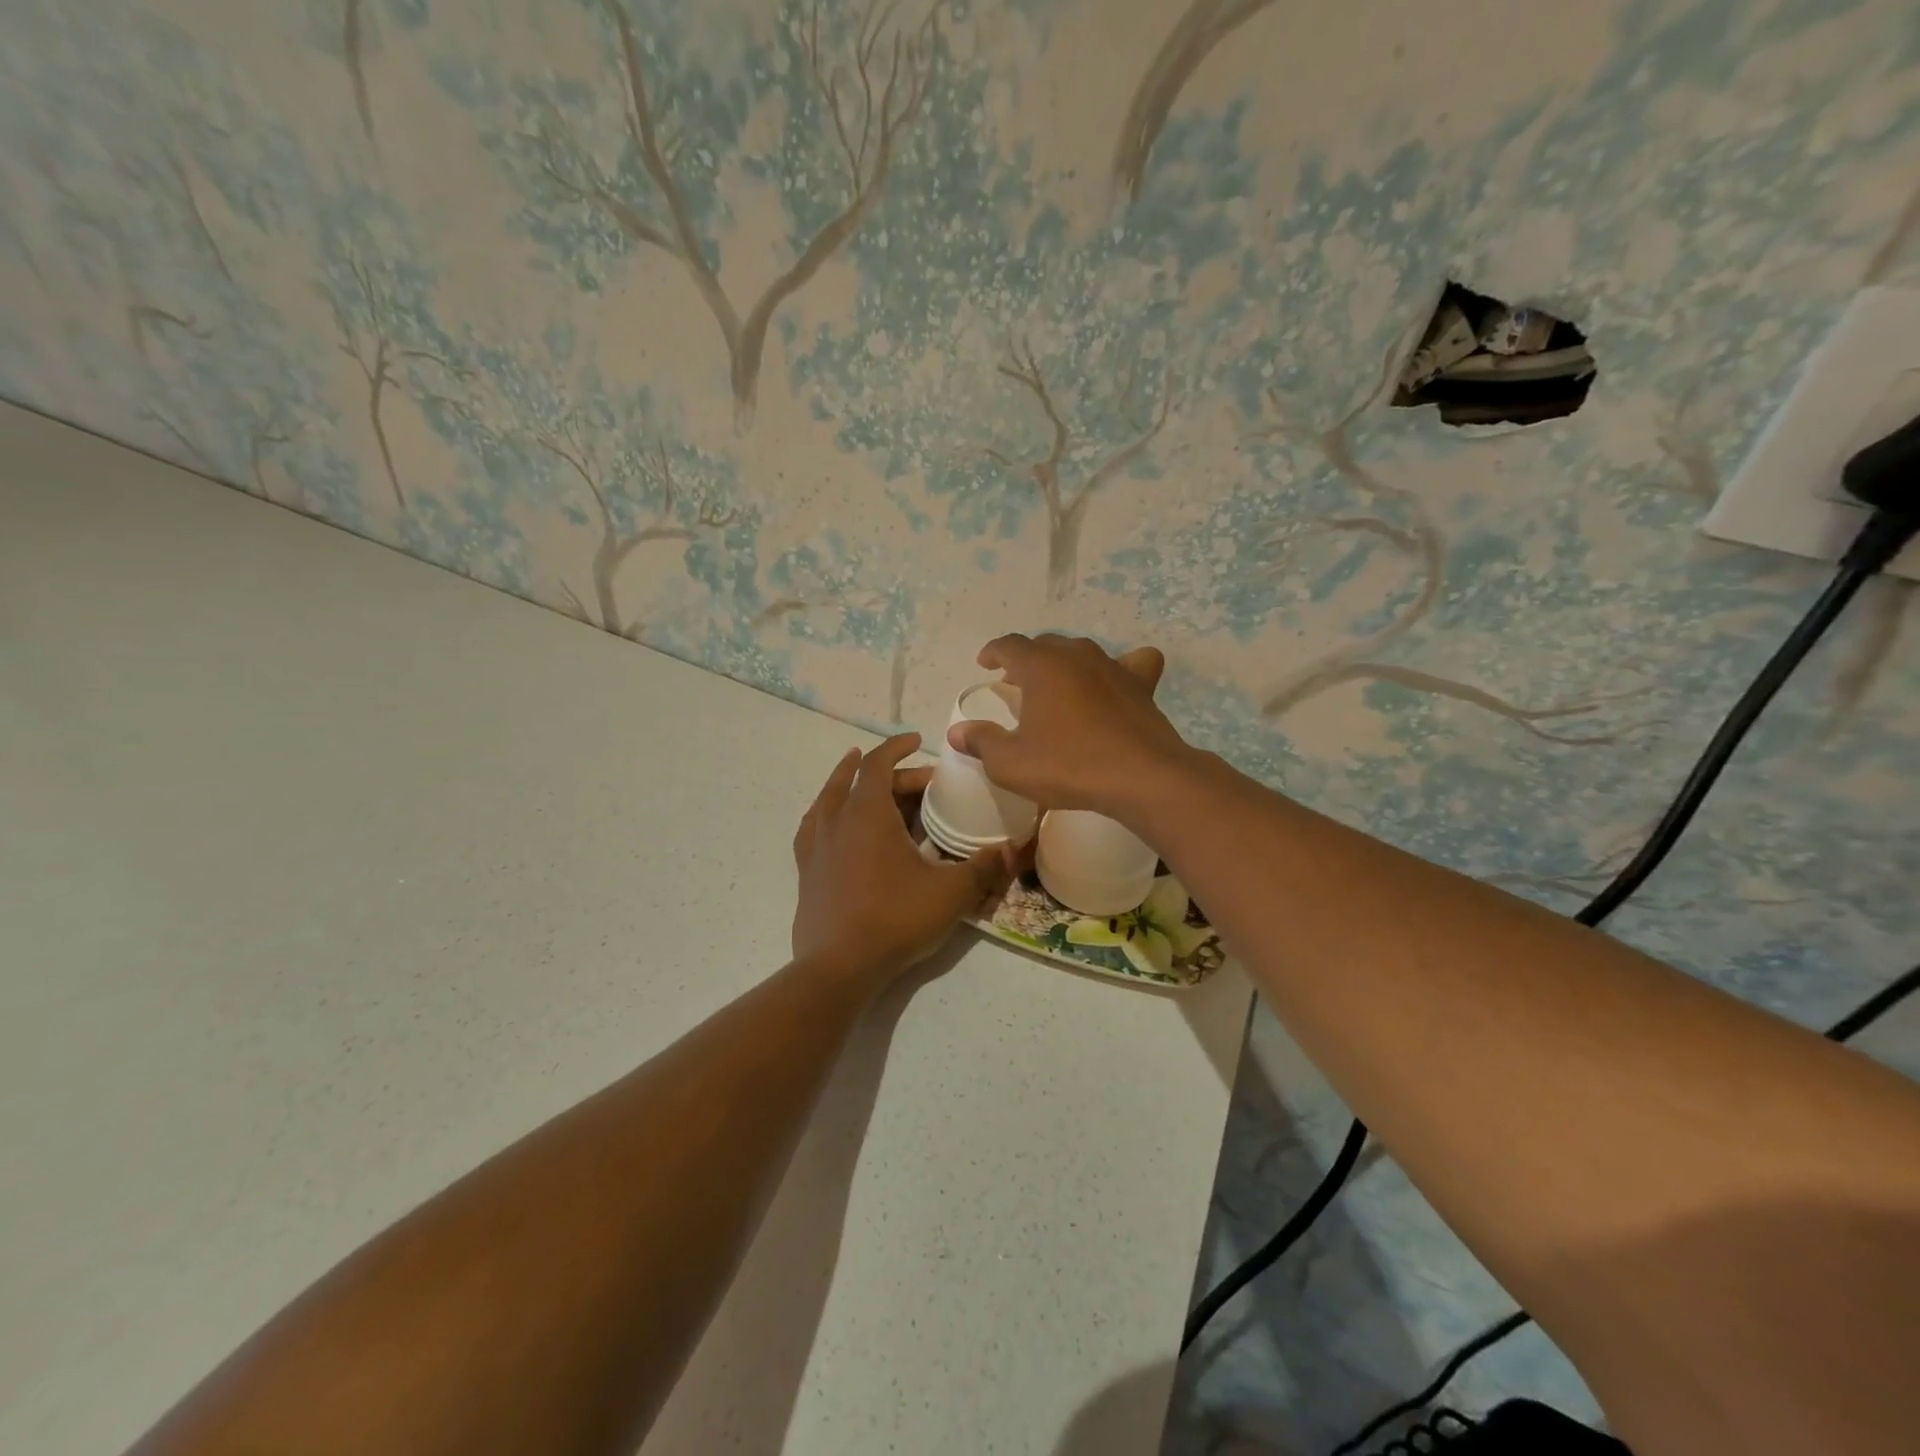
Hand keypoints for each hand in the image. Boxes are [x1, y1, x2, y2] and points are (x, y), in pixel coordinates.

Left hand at [792, 733, 1012, 985]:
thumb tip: (1012, 848)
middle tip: (921, 785)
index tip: (917, 741)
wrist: (839, 967)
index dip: (897, 747)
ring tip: (855, 774)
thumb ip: (983, 867)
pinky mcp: (806, 872)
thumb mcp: (950, 892)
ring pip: (827, 800)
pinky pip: (812, 829)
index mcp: (867, 814)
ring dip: (844, 782)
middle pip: (860, 782)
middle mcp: (836, 821)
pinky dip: (823, 815)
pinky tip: (827, 822)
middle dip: (891, 775)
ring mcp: (816, 847)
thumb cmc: (895, 919)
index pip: (879, 764)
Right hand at [944, 634, 1193, 820]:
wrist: (1142, 778)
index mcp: (1041, 666)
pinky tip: (1116, 684)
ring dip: (1063, 662)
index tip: (984, 664)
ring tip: (1056, 684)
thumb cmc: (1070, 766)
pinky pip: (1132, 662)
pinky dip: (1120, 667)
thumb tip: (957, 732)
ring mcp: (1113, 667)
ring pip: (1081, 651)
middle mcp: (1076, 655)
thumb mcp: (1011, 764)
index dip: (993, 652)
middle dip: (1026, 659)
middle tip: (1015, 681)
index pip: (1009, 645)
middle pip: (1045, 644)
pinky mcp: (1141, 685)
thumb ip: (982, 743)